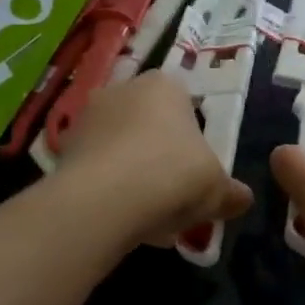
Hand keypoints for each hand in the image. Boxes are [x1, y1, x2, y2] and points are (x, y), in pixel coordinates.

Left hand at [57, 73, 253, 245]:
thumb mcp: (217, 189)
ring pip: (121, 147)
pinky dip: (108, 188)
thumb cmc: (172, 175)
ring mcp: (87, 116)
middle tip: (175, 194)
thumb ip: (232, 193)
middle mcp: (123, 89)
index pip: (185, 103)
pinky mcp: (62, 148)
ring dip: (133, 173)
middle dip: (161, 155)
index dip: (194, 138)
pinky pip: (97, 167)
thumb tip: (242, 199)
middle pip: (150, 124)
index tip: (197, 170)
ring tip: (148, 214)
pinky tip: (121, 218)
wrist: (103, 200)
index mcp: (165, 85)